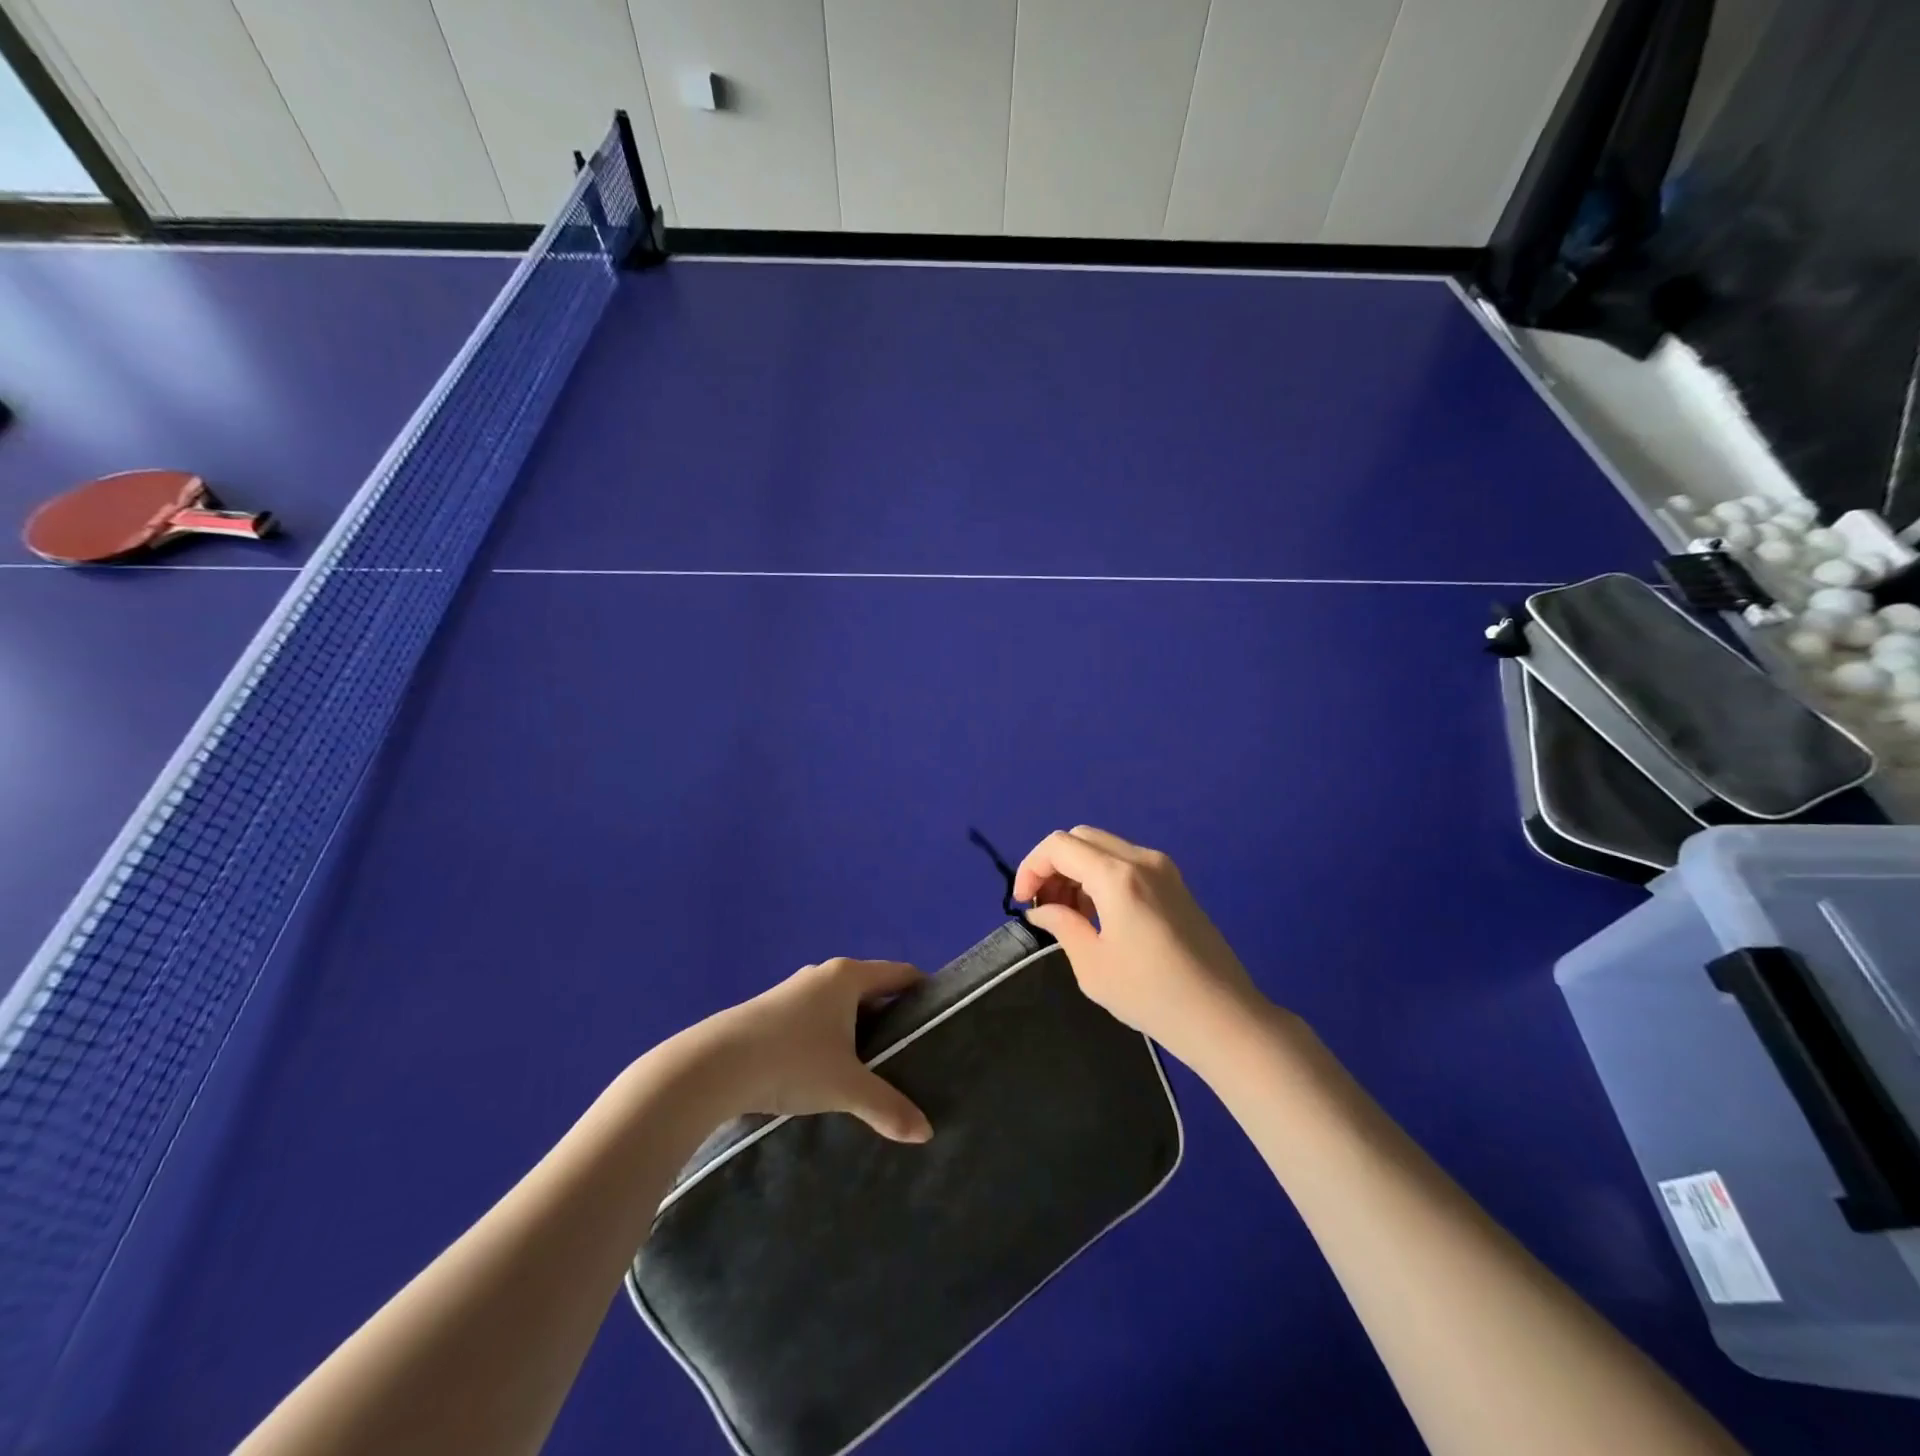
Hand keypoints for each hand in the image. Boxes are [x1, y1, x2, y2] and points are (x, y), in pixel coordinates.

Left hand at [692, 958, 933, 1143]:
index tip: (940, 1018)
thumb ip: (888, 1107)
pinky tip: (829, 1069)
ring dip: (858, 1030)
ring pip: (840, 1006)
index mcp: (848, 977)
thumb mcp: (846, 1087)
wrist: (713, 1066)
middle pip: (871, 989)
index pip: (900, 973)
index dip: (923, 992)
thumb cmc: (791, 1061)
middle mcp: (823, 975)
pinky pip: (815, 1018)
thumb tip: (926, 1133)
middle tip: (913, 1051)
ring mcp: (793, 991)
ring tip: (874, 1065)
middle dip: (892, 1017)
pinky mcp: (770, 1012)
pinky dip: (831, 1037)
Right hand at [1013, 827, 1267, 1063]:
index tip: (1023, 903)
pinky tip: (1099, 915)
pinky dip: (1100, 876)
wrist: (1222, 1016)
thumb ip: (1062, 925)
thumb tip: (1041, 911)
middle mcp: (1141, 859)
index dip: (1031, 867)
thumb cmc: (1151, 995)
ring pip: (1103, 847)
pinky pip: (1125, 862)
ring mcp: (1163, 868)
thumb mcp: (1093, 965)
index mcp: (1117, 876)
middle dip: (1053, 865)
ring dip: (1077, 870)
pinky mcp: (1175, 883)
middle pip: (1081, 838)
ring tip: (1069, 915)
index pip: (1059, 846)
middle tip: (1044, 906)